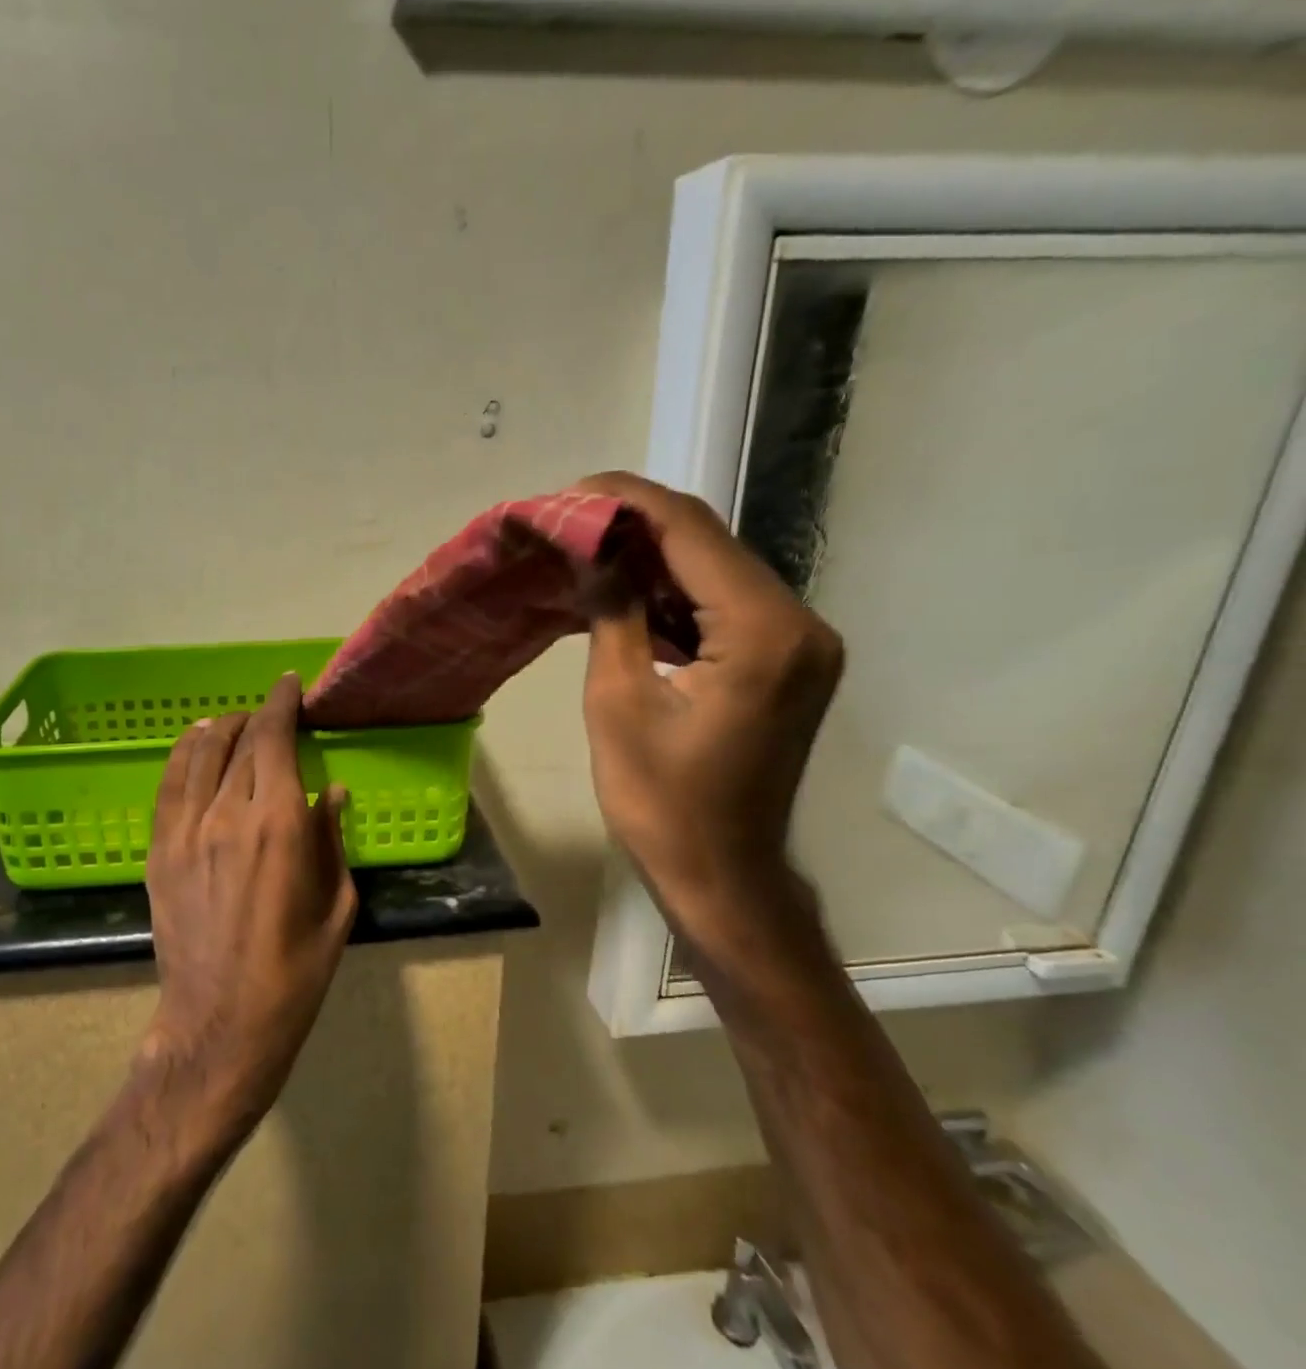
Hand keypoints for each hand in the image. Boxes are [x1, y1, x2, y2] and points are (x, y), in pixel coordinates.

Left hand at [140, 673, 357, 1145]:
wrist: (221, 1023)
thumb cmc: (295, 971)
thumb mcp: (336, 905)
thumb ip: (332, 838)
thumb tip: (330, 792)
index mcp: (278, 824)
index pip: (275, 739)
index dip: (283, 704)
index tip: (290, 685)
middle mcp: (227, 814)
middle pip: (239, 742)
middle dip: (258, 716)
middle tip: (273, 713)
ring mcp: (185, 831)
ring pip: (198, 754)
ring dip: (219, 729)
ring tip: (235, 723)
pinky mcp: (159, 851)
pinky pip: (168, 785)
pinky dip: (182, 755)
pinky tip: (194, 745)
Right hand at [575, 471, 842, 941]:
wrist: (723, 876)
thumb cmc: (662, 802)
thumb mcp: (618, 700)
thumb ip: (612, 611)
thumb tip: (593, 548)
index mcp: (763, 631)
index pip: (690, 532)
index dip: (625, 501)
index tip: (568, 492)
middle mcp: (799, 623)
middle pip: (709, 545)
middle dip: (635, 526)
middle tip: (568, 522)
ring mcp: (800, 642)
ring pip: (716, 572)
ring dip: (652, 559)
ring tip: (586, 551)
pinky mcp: (787, 661)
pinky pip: (725, 606)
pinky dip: (674, 594)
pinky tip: (626, 592)